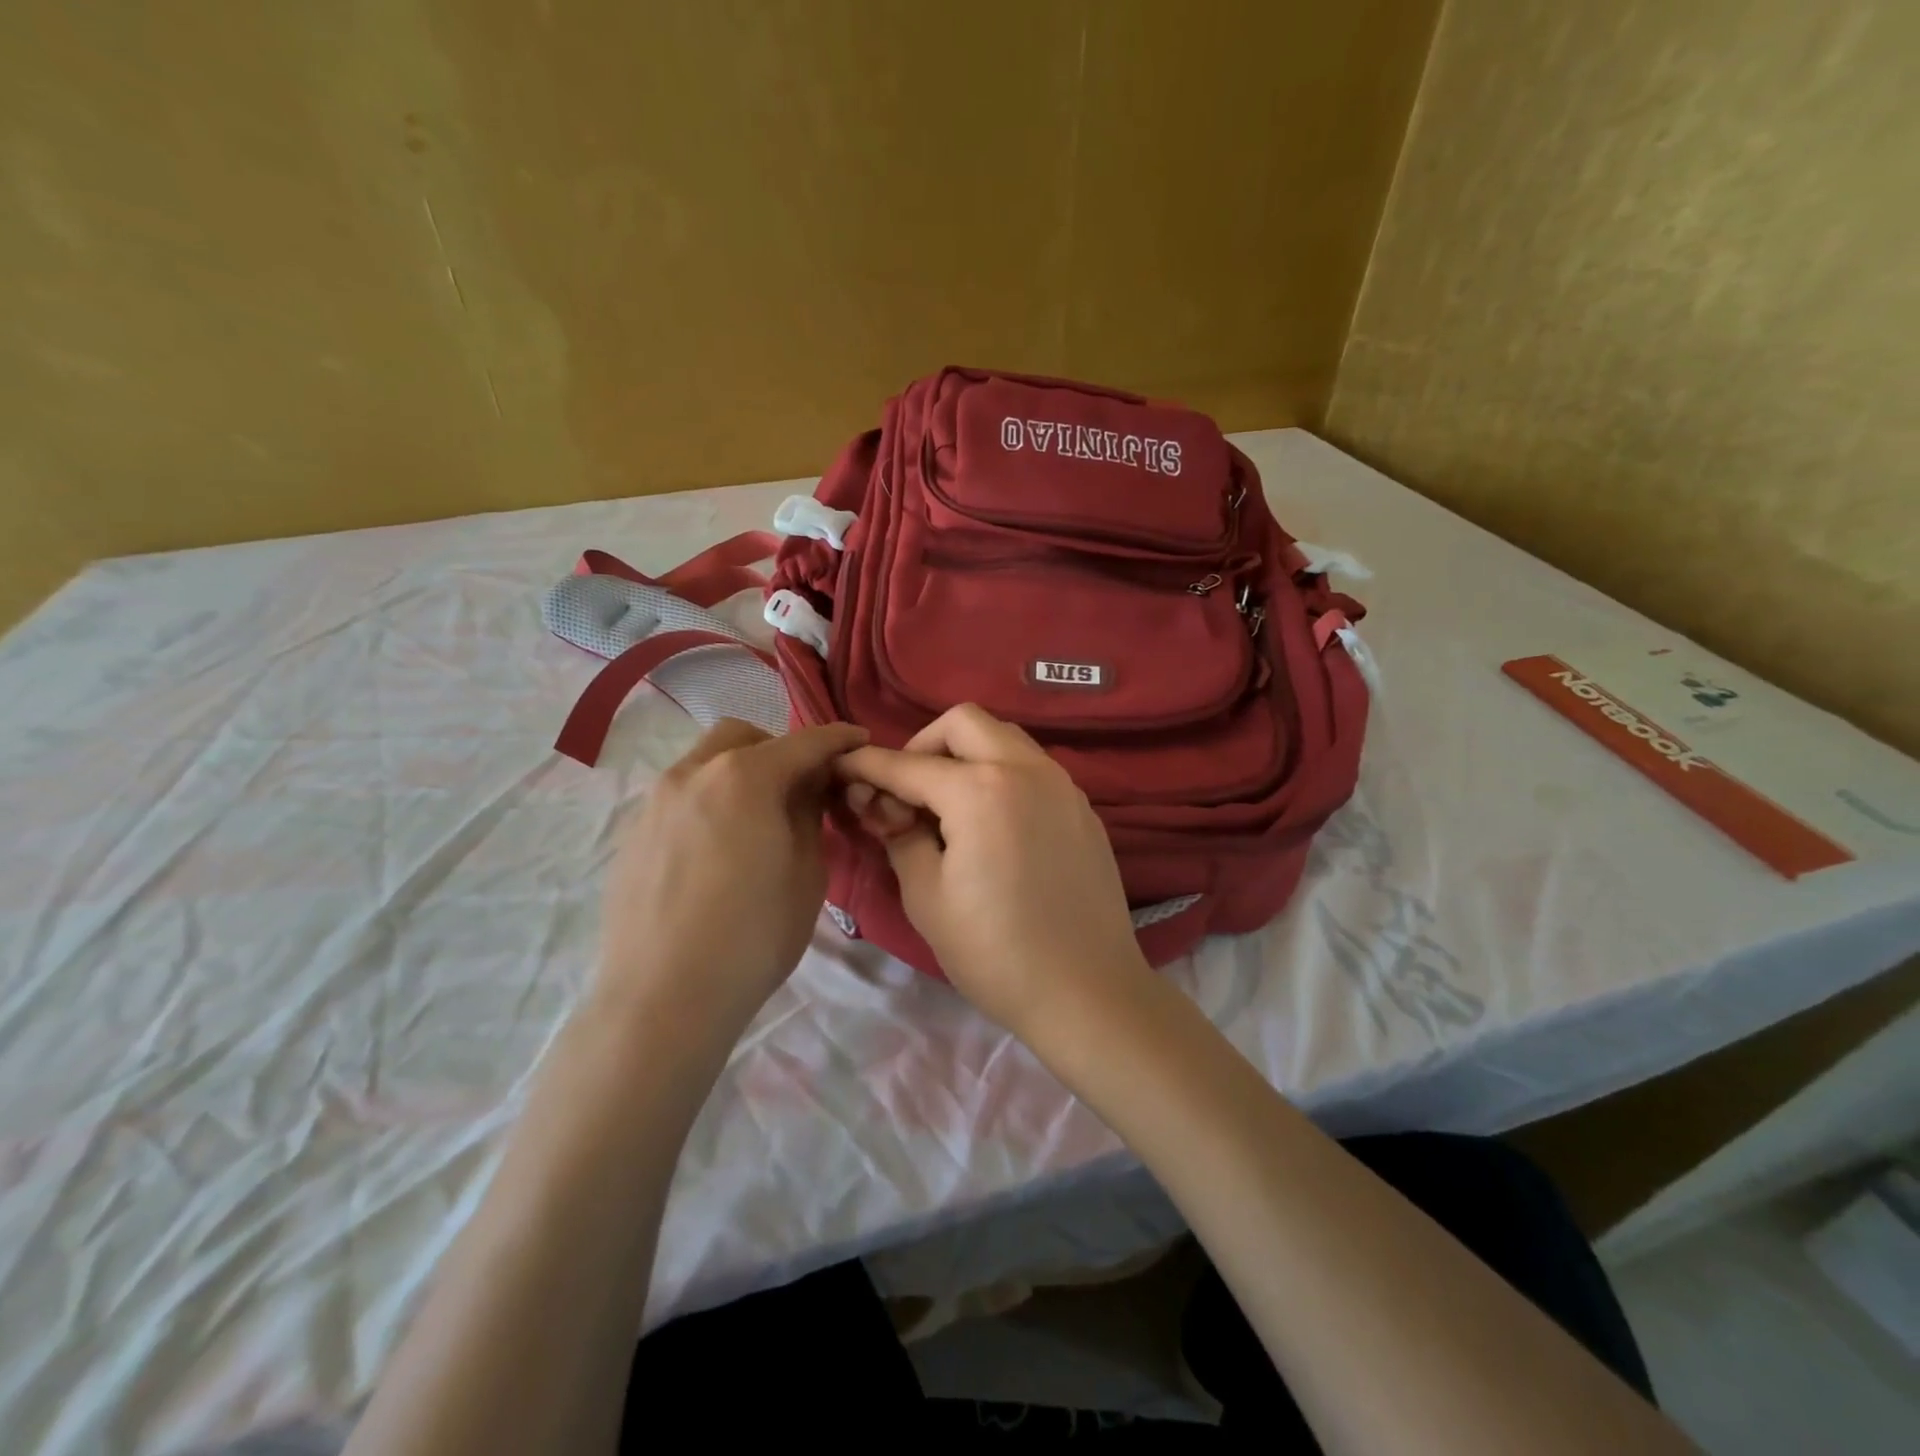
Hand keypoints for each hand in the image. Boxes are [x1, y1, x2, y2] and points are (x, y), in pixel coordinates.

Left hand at [593, 718, 867, 1045]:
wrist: (662, 1000)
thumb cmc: (753, 936)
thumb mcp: (807, 873)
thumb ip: (810, 815)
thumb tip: (806, 789)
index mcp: (745, 777)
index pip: (804, 742)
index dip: (838, 739)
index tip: (860, 740)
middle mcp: (693, 774)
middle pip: (742, 737)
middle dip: (778, 749)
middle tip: (800, 787)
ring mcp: (655, 802)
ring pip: (704, 763)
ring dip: (739, 773)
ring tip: (756, 820)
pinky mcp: (632, 835)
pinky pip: (679, 798)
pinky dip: (708, 802)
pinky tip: (716, 851)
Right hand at [835, 704, 1151, 1037]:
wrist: (1087, 992)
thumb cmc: (995, 952)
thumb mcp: (927, 897)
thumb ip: (899, 835)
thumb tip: (884, 805)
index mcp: (980, 790)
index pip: (908, 764)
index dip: (868, 765)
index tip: (842, 766)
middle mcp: (1026, 769)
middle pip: (964, 722)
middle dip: (924, 744)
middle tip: (908, 790)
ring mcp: (1062, 785)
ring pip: (1004, 738)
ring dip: (967, 754)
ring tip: (948, 806)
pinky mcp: (1082, 807)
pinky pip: (1033, 768)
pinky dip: (1001, 775)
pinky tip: (992, 824)